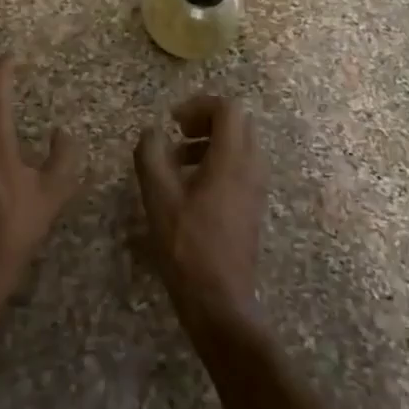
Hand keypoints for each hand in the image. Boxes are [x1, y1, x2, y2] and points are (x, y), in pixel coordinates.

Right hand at [134, 95, 268, 335]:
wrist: (220, 302)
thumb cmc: (187, 245)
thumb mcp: (158, 196)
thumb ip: (151, 154)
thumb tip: (152, 132)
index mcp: (232, 159)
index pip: (228, 109)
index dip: (199, 105)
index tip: (173, 121)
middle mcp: (252, 167)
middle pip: (238, 123)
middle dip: (207, 121)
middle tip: (178, 134)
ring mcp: (256, 189)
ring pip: (241, 146)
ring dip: (211, 142)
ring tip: (178, 162)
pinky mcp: (253, 207)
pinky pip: (241, 167)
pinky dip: (218, 163)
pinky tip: (191, 189)